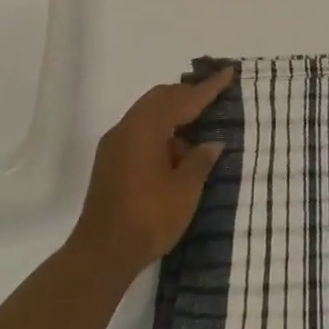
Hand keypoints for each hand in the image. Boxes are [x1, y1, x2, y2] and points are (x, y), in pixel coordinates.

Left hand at [69, 68, 234, 282]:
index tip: (228, 73)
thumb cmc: (148, 218)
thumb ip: (200, 160)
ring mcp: (114, 145)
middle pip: (160, 99)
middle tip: (214, 97)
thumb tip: (211, 143)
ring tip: (198, 129)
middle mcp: (126, 128)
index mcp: (145, 128)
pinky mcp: (110, 162)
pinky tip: (176, 152)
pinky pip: (139, 131)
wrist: (101, 255)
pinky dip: (160, 131)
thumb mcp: (184, 190)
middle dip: (187, 96)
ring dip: (173, 115)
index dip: (207, 88)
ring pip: (148, 114)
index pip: (182, 99)